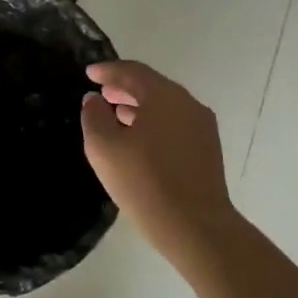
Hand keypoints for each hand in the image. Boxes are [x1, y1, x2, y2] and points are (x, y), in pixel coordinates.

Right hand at [81, 61, 239, 258]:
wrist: (196, 227)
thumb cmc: (144, 182)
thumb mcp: (104, 148)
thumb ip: (94, 117)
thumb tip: (94, 99)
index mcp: (164, 96)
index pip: (132, 71)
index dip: (108, 70)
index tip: (89, 73)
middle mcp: (187, 103)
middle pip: (152, 85)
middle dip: (125, 86)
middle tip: (102, 92)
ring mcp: (201, 126)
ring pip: (165, 105)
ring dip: (139, 105)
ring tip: (116, 114)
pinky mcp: (207, 149)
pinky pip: (175, 123)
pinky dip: (154, 122)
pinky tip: (140, 139)